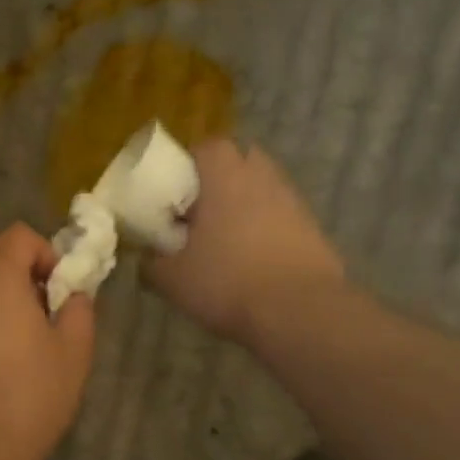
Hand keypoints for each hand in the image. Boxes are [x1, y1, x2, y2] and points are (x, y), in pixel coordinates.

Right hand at [143, 139, 344, 344]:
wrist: (299, 312)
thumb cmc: (227, 282)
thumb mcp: (173, 280)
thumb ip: (152, 263)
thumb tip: (146, 259)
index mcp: (226, 175)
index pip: (206, 147)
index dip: (188, 166)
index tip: (175, 195)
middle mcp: (263, 176)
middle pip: (239, 163)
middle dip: (219, 183)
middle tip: (200, 215)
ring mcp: (294, 201)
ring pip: (263, 191)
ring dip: (245, 207)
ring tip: (226, 244)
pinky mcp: (314, 229)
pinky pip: (282, 219)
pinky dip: (267, 232)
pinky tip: (254, 264)